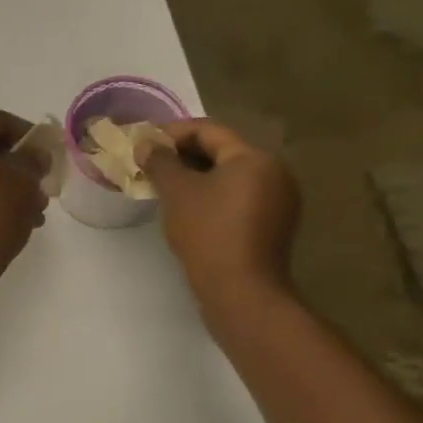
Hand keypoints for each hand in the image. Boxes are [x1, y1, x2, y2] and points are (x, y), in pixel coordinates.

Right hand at [140, 120, 300, 302]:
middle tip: (150, 165)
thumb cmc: (208, 232)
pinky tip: (187, 209)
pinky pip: (237, 198)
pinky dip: (211, 196)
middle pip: (221, 152)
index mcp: (254, 158)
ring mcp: (278, 202)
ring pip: (229, 176)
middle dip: (182, 155)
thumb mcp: (176, 191)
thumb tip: (145, 144)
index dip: (172, 133)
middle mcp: (274, 173)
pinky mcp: (273, 226)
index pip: (208, 130)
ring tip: (164, 187)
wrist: (241, 292)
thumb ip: (159, 161)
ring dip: (196, 177)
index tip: (144, 144)